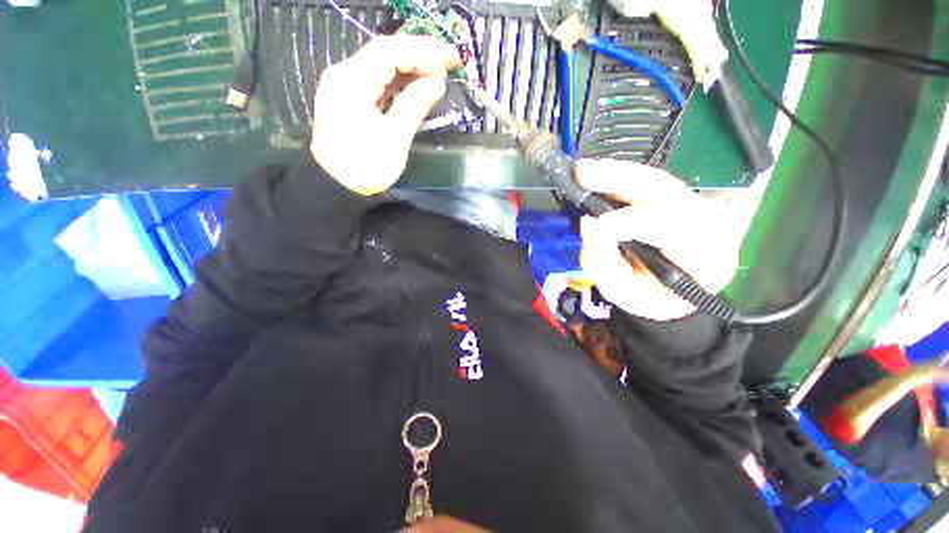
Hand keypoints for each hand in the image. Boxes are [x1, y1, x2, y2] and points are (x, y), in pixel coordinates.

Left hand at [311, 36, 459, 195]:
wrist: (336, 185)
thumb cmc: (366, 167)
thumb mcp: (395, 140)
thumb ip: (414, 106)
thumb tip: (437, 84)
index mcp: (352, 83)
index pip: (389, 51)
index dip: (421, 53)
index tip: (448, 65)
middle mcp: (344, 74)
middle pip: (385, 51)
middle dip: (420, 52)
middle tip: (450, 60)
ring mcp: (345, 84)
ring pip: (382, 63)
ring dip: (411, 64)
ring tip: (439, 70)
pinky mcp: (349, 95)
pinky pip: (377, 78)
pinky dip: (399, 78)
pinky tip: (417, 82)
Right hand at [577, 159, 742, 320]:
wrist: (675, 297)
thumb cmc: (647, 298)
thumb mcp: (619, 290)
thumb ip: (601, 261)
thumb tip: (588, 223)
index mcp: (703, 257)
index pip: (668, 226)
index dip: (627, 221)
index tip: (589, 222)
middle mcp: (713, 223)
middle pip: (666, 191)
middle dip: (619, 179)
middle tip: (582, 172)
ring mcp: (705, 207)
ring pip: (658, 180)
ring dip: (618, 173)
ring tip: (585, 170)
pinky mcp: (691, 199)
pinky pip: (654, 182)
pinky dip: (624, 177)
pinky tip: (602, 174)